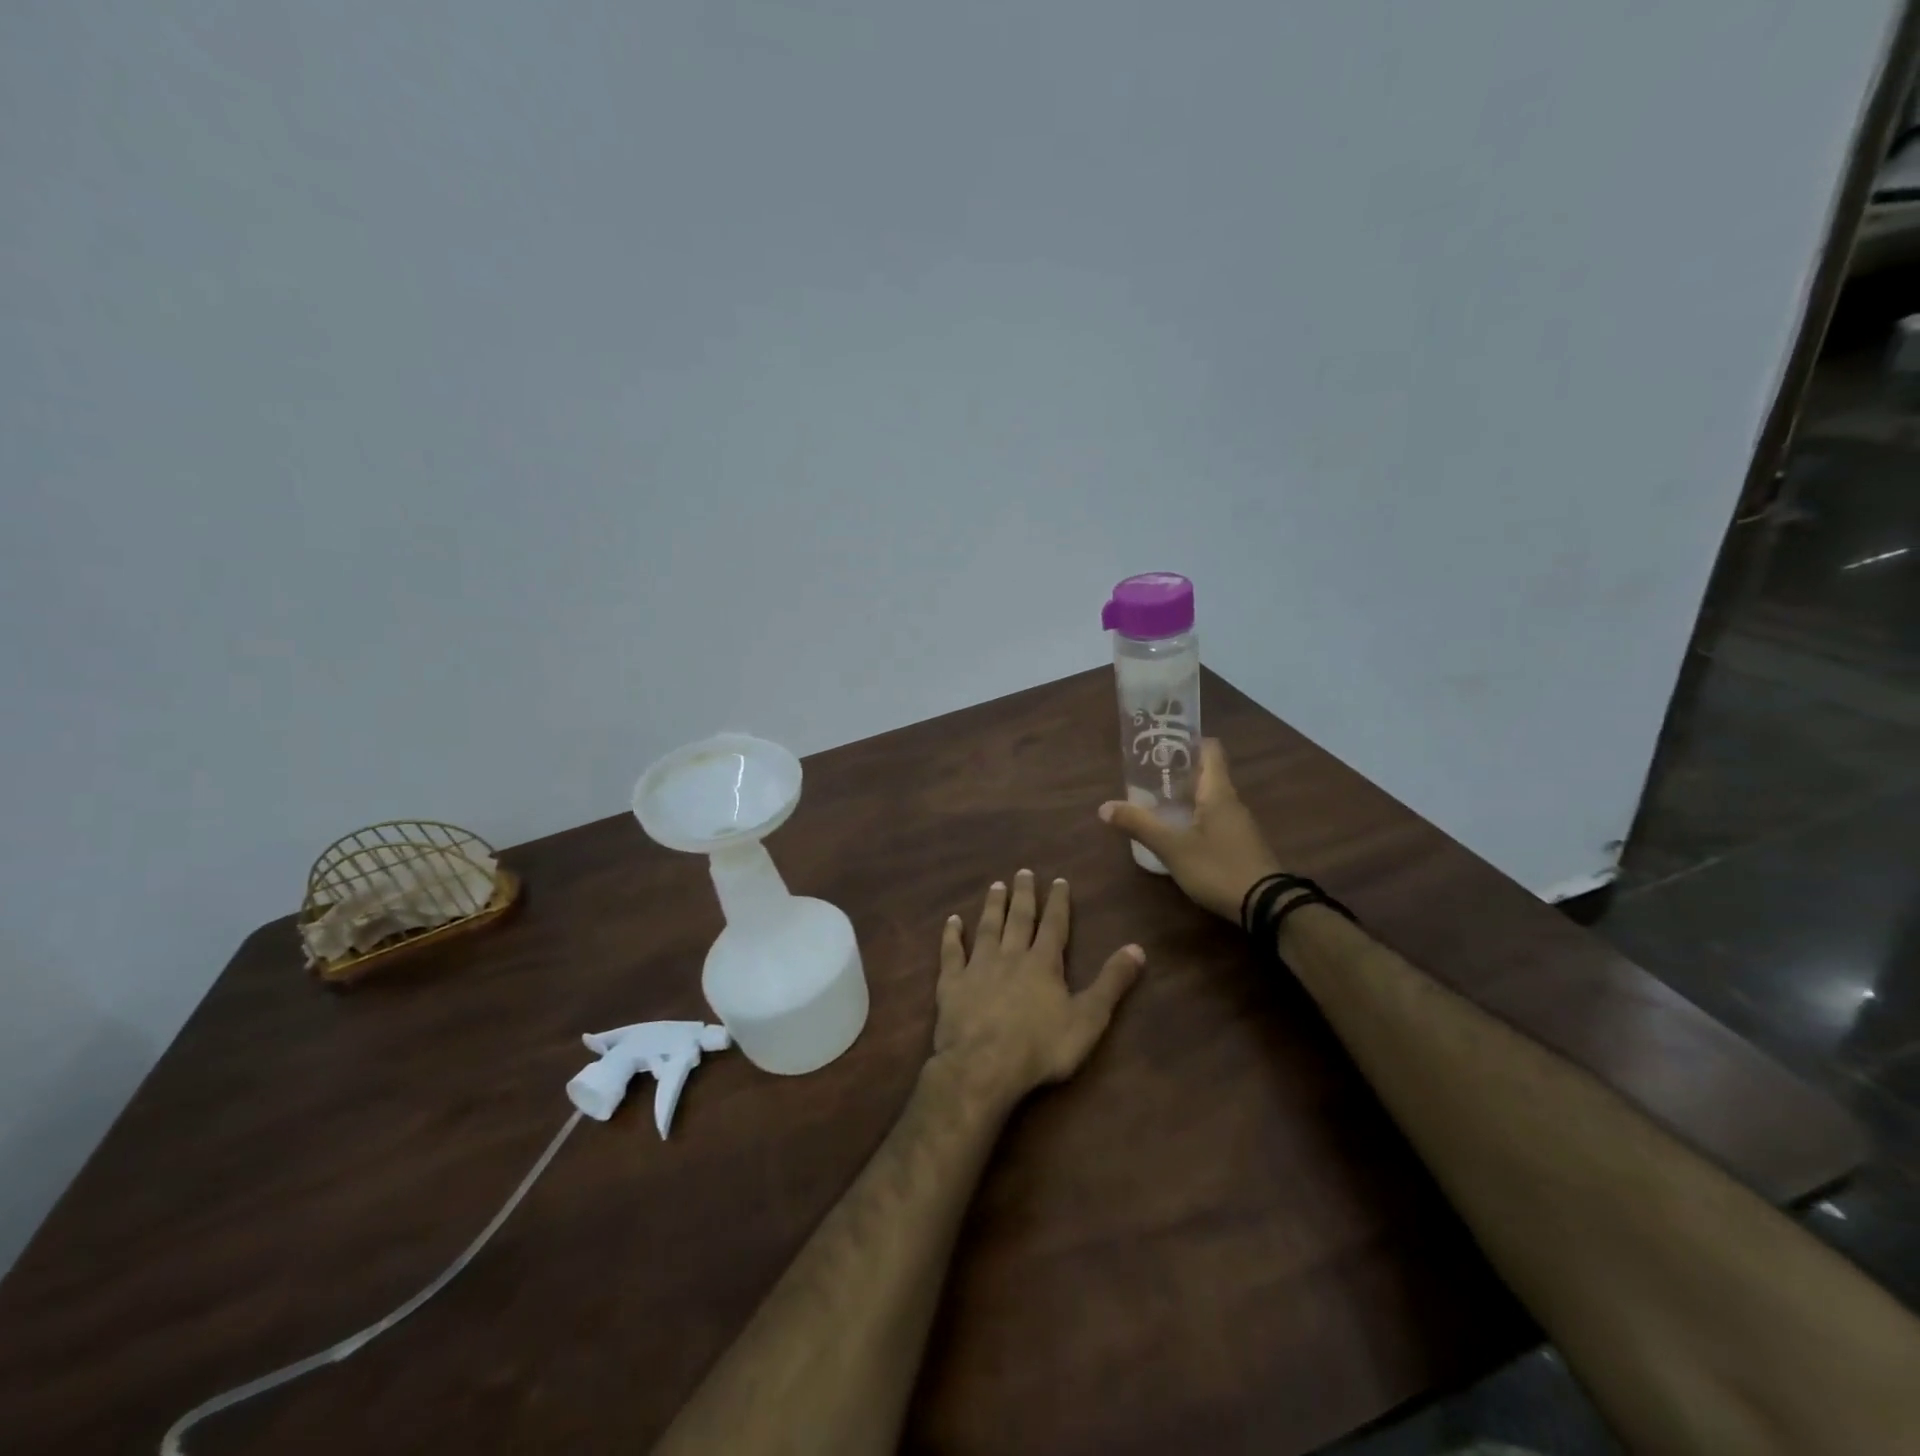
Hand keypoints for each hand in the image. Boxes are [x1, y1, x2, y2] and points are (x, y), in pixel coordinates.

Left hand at [930, 870, 1143, 1110]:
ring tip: (996, 886)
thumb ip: (1111, 982)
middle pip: (1019, 919)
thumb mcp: (1088, 1018)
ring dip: (993, 906)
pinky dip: (951, 936)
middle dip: (1024, 895)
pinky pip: (951, 953)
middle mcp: (1010, 956)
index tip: (1059, 880)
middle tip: (1023, 872)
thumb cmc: (1041, 1047)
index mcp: (1043, 964)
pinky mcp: (952, 984)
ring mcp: (978, 967)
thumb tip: (1137, 948)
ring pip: (987, 928)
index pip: (1054, 925)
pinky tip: (951, 921)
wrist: (983, 1066)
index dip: (1058, 903)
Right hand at [1098, 738, 1283, 921]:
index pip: (1210, 750)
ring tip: (1155, 802)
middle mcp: (1232, 802)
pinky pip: (1215, 820)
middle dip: (1178, 772)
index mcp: (1218, 792)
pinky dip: (1195, 817)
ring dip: (1185, 796)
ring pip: (1210, 799)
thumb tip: (1104, 807)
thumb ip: (1139, 825)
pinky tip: (1177, 832)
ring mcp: (1239, 825)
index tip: (1162, 745)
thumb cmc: (1218, 867)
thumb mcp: (1172, 847)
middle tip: (1147, 776)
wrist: (1266, 907)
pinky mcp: (1241, 845)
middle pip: (1207, 774)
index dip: (1188, 742)